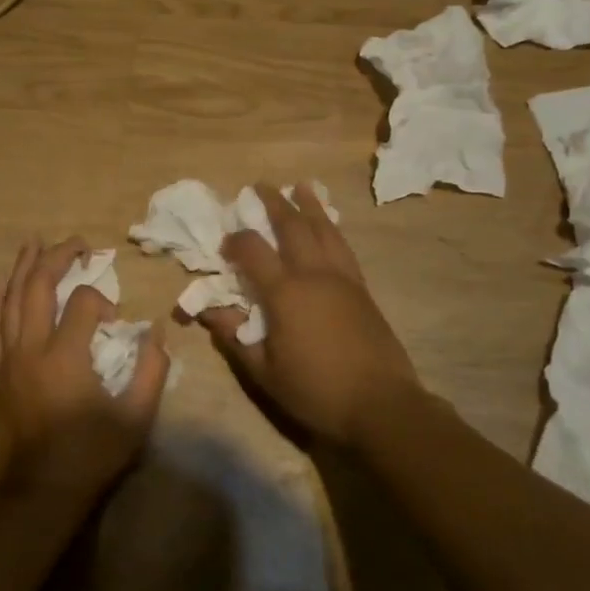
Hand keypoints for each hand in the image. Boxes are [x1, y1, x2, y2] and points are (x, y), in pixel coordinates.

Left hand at [0, 237, 168, 498]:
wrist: (34, 498)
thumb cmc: (88, 458)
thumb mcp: (135, 420)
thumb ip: (152, 372)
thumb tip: (156, 334)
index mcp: (65, 356)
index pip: (84, 302)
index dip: (103, 299)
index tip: (116, 321)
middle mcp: (31, 348)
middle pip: (38, 287)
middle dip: (57, 257)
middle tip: (76, 243)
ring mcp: (8, 360)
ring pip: (11, 300)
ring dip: (23, 268)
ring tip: (34, 243)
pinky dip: (0, 300)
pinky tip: (2, 284)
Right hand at [198, 183, 421, 444]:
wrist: (381, 405)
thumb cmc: (316, 391)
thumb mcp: (264, 372)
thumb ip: (235, 338)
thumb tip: (208, 311)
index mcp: (286, 293)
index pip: (253, 251)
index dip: (235, 241)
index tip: (225, 244)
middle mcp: (315, 275)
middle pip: (293, 227)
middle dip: (274, 203)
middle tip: (260, 186)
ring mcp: (343, 279)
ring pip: (325, 230)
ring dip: (310, 206)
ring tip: (301, 187)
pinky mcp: (363, 290)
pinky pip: (343, 247)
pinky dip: (332, 228)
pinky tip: (329, 226)